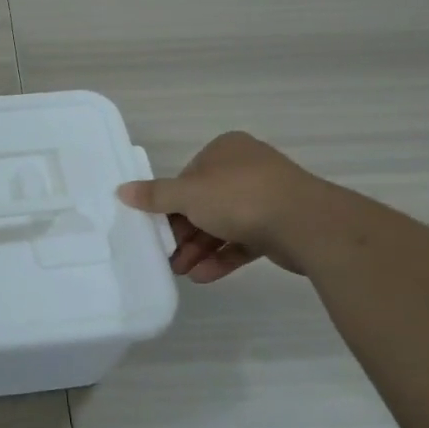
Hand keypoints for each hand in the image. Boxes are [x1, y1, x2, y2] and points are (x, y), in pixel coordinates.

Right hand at [117, 132, 322, 279]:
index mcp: (226, 150)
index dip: (170, 204)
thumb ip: (154, 195)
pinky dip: (222, 257)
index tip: (157, 228)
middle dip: (184, 233)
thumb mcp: (188, 194)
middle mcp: (246, 169)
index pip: (188, 177)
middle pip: (204, 203)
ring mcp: (266, 198)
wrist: (308, 224)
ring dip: (200, 249)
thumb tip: (121, 190)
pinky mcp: (279, 226)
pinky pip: (243, 241)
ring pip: (223, 224)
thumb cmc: (240, 197)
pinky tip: (203, 276)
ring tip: (182, 272)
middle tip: (167, 256)